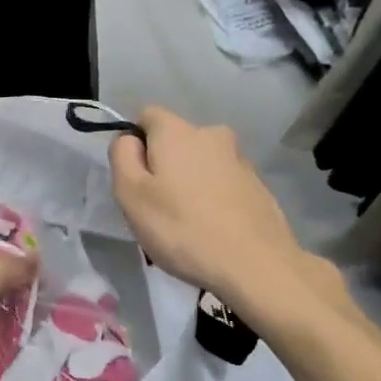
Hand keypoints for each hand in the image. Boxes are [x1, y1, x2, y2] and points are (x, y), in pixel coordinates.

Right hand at [108, 107, 305, 304]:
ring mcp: (240, 159)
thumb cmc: (183, 228)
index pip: (146, 115)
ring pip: (201, 163)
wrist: (256, 265)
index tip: (134, 178)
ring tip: (186, 223)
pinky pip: (223, 183)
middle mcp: (211, 134)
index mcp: (177, 131)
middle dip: (163, 165)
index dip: (134, 142)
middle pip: (176, 141)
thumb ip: (122, 156)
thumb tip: (129, 140)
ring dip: (189, 182)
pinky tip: (212, 229)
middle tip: (156, 207)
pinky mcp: (258, 185)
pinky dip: (213, 198)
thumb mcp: (131, 195)